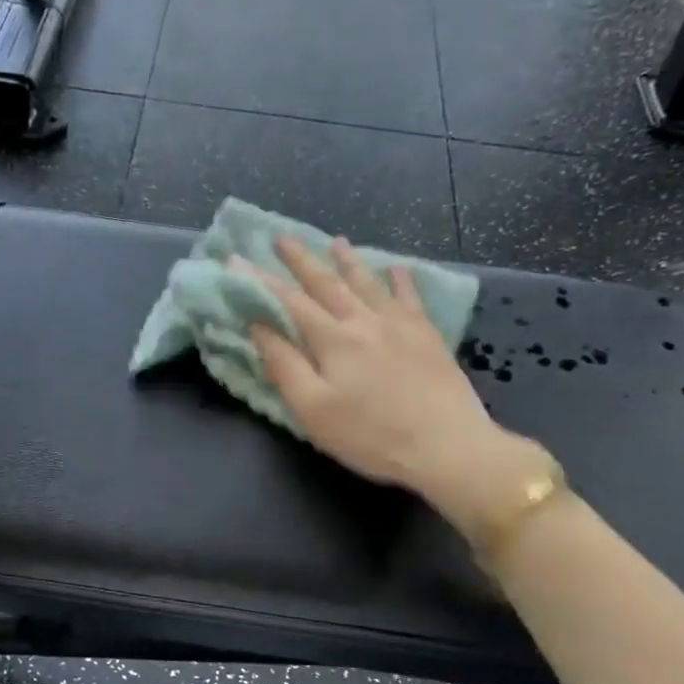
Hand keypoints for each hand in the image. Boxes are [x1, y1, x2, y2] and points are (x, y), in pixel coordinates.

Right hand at [245, 236, 551, 538]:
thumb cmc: (370, 435)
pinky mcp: (427, 336)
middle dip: (301, 260)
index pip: (289, 301)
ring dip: (348, 261)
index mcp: (333, 339)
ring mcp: (400, 325)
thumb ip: (284, 365)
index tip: (237, 260)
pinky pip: (410, 297)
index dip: (261, 281)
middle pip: (327, 283)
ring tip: (336, 241)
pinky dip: (400, 280)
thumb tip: (259, 327)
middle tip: (282, 237)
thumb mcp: (313, 409)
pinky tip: (396, 269)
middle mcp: (364, 321)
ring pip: (367, 283)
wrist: (446, 446)